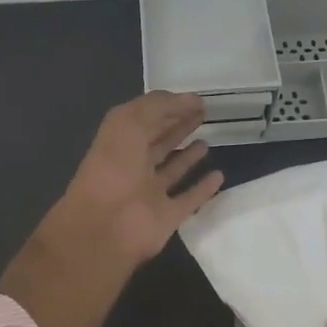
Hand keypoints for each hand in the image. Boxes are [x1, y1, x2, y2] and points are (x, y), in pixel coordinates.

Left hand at [55, 91, 224, 271]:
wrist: (106, 226)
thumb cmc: (114, 167)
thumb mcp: (129, 122)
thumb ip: (159, 106)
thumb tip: (191, 100)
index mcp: (120, 142)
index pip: (147, 119)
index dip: (170, 107)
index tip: (197, 100)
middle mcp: (134, 166)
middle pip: (159, 142)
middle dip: (179, 127)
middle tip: (204, 115)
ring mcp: (150, 193)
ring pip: (172, 171)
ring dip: (188, 157)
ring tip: (207, 142)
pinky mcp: (167, 216)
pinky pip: (189, 199)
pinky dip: (203, 188)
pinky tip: (219, 176)